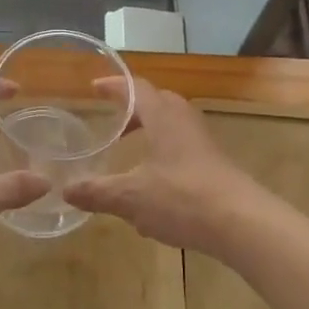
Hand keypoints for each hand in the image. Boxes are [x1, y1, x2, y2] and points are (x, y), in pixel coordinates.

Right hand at [64, 79, 268, 256]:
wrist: (242, 222)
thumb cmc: (182, 198)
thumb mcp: (132, 197)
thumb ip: (98, 192)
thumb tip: (65, 190)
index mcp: (162, 116)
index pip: (136, 87)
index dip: (114, 86)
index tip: (94, 87)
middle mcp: (184, 119)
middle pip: (156, 102)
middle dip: (132, 109)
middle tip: (112, 121)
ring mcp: (203, 140)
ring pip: (171, 124)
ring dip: (150, 131)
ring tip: (130, 152)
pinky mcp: (214, 162)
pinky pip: (183, 145)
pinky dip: (163, 152)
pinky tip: (154, 184)